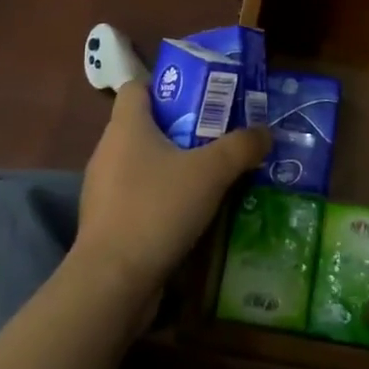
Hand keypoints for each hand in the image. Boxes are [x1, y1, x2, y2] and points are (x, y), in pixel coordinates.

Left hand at [76, 82, 268, 302]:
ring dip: (175, 166)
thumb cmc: (157, 209)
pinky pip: (140, 197)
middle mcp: (109, 151)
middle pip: (146, 125)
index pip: (137, 87)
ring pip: (144, 164)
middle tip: (219, 135)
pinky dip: (163, 199)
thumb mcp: (211, 172)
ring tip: (213, 175)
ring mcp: (104, 190)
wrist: (112, 282)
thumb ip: (241, 147)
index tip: (200, 97)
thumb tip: (265, 132)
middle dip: (182, 128)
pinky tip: (193, 213)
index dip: (166, 86)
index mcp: (126, 126)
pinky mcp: (108, 223)